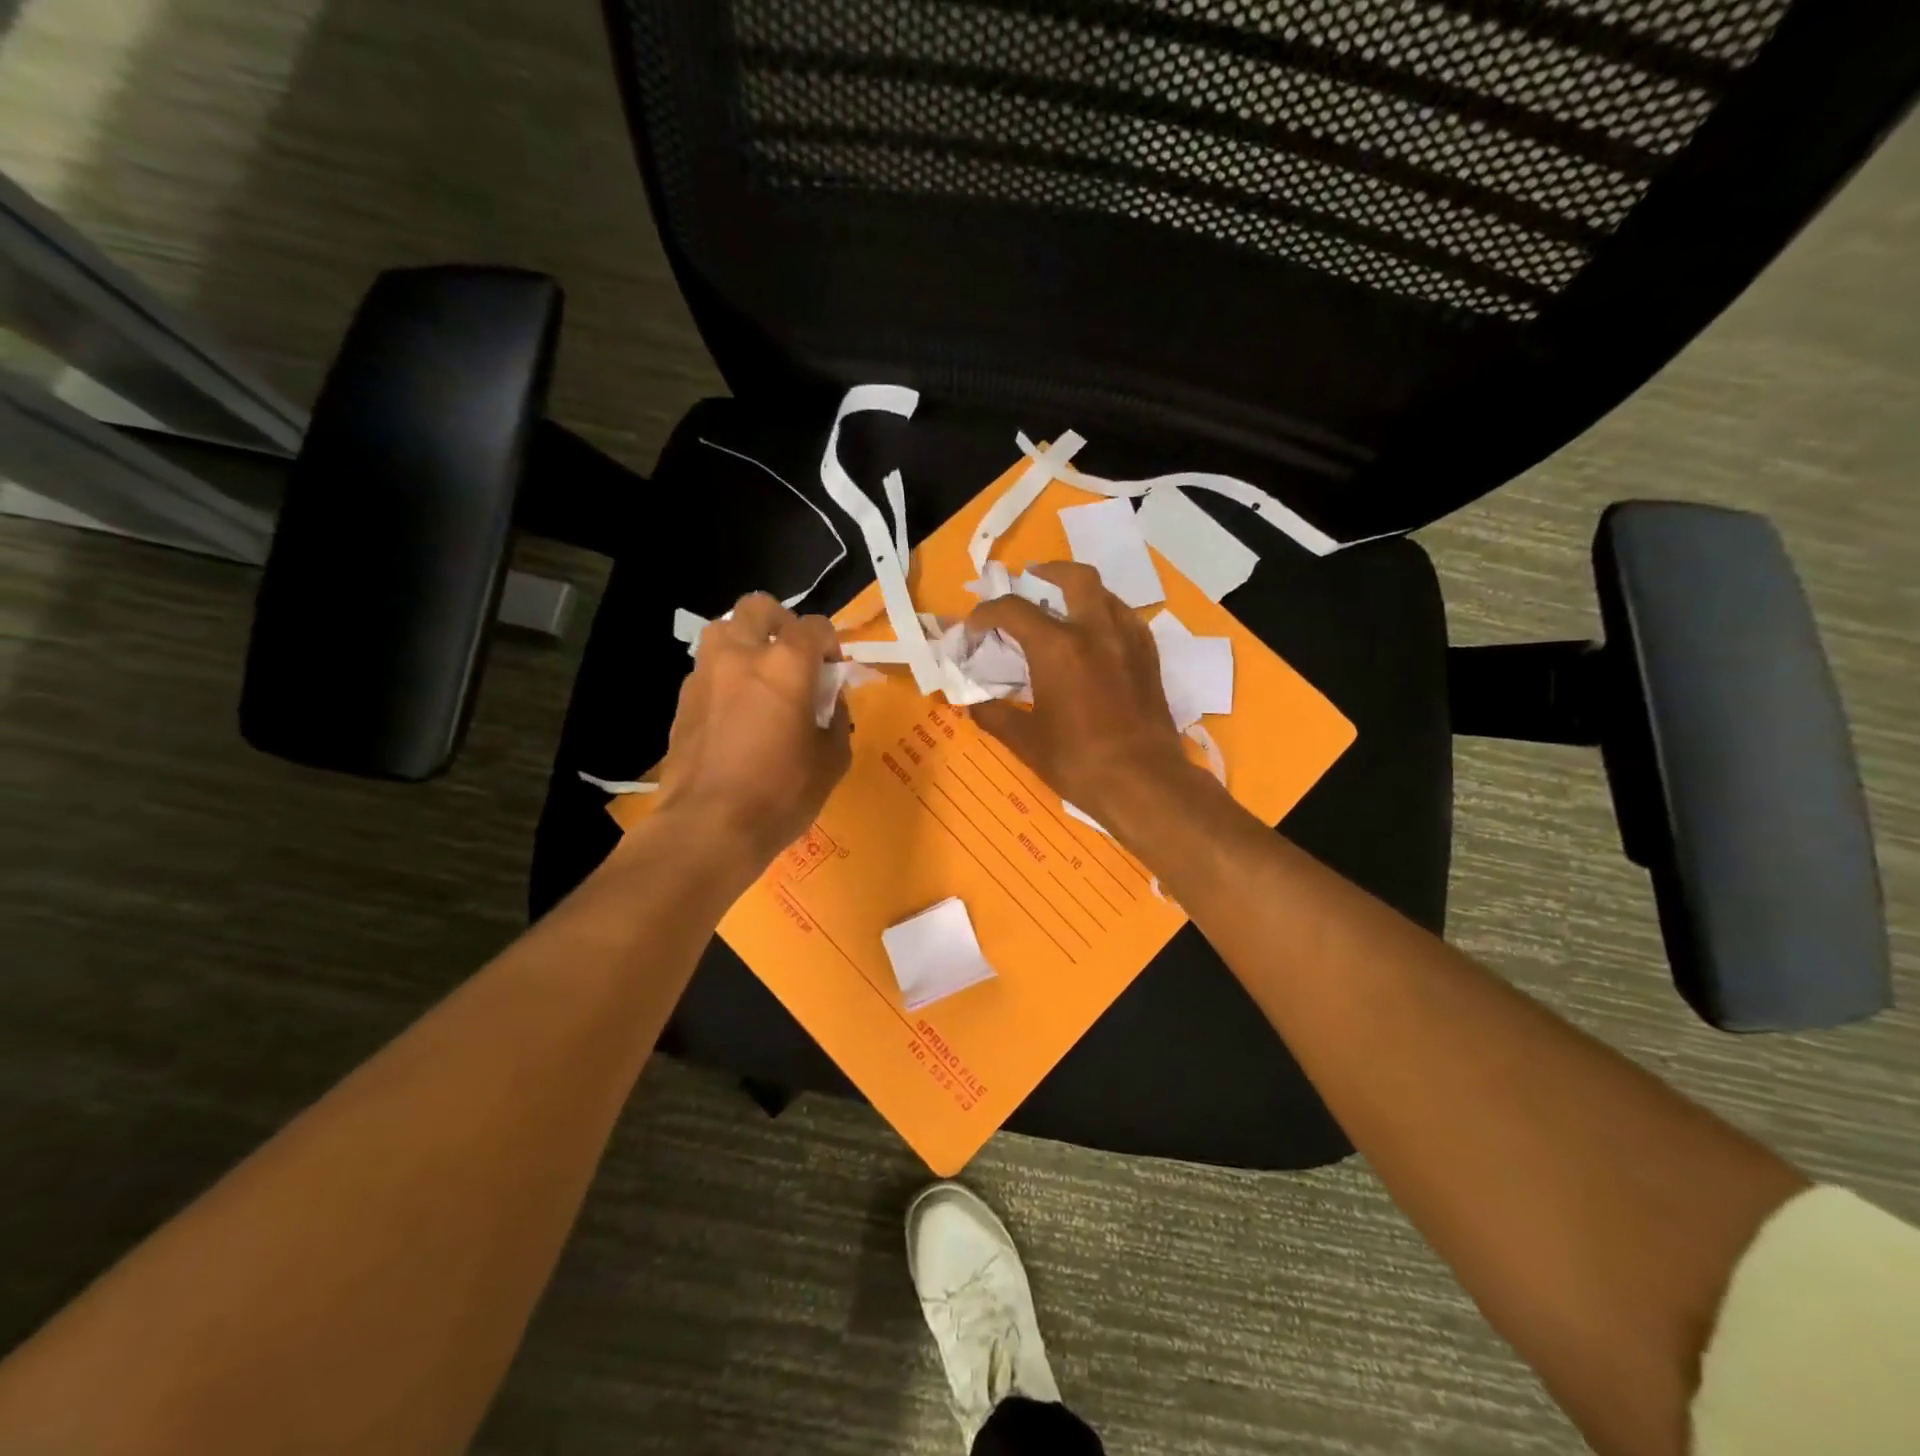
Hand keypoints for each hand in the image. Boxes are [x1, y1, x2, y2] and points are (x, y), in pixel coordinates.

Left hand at [644, 593, 852, 871]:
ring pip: (723, 629)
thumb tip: (828, 702)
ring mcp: (705, 673)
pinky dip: (725, 675)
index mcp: (786, 663)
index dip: (830, 643)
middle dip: (780, 622)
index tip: (833, 671)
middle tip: (792, 657)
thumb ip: (836, 719)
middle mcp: (741, 654)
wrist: (709, 826)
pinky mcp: (682, 699)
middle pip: (758, 607)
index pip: (815, 626)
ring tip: (759, 677)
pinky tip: (735, 711)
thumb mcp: (832, 759)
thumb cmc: (782, 793)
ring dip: (745, 641)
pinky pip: (707, 668)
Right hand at [966, 562, 1196, 824]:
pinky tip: (1098, 637)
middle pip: (1075, 577)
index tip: (975, 627)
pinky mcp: (1149, 658)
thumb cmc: (1078, 762)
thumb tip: (972, 703)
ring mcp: (1128, 641)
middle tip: (1031, 581)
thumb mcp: (1025, 741)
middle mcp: (1095, 631)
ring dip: (1081, 592)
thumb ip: (994, 714)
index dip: (987, 613)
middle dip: (1048, 571)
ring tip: (1064, 608)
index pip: (1013, 610)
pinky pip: (1128, 620)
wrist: (1144, 783)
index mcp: (1057, 648)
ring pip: (1107, 594)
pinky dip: (1107, 615)